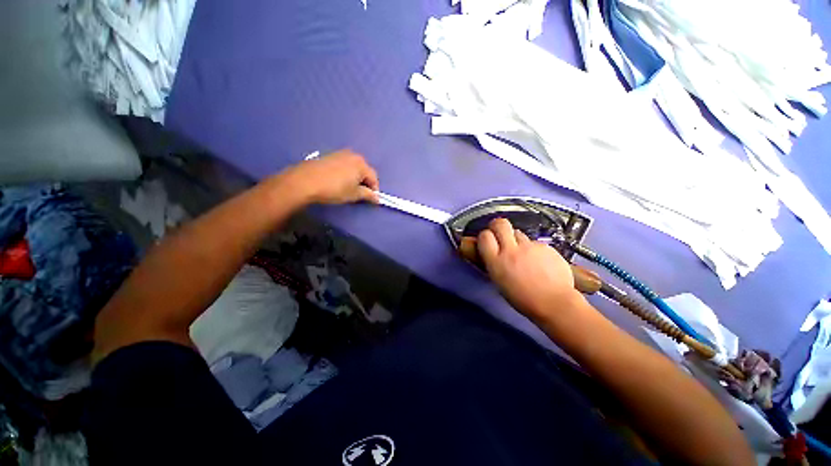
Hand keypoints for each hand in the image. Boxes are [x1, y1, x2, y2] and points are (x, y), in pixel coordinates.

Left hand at [280, 150, 379, 204]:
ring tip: (349, 188)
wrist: (305, 181)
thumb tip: (377, 197)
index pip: (374, 178)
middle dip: (365, 182)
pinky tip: (338, 182)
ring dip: (355, 178)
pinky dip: (346, 173)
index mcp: (362, 164)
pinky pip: (344, 165)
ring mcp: (340, 154)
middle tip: (360, 194)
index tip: (371, 200)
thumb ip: (368, 195)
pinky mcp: (329, 155)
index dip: (374, 190)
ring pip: (354, 167)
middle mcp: (353, 155)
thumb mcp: (354, 194)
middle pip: (365, 171)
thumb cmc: (334, 189)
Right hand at [477, 218, 584, 319]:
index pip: (484, 236)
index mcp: (497, 262)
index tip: (488, 240)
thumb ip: (495, 263)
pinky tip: (540, 262)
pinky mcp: (546, 246)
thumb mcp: (500, 282)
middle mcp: (511, 250)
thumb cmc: (523, 299)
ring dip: (517, 240)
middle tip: (500, 232)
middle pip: (500, 224)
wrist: (555, 303)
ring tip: (524, 254)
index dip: (485, 235)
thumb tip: (495, 253)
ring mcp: (530, 246)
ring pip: (518, 233)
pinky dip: (534, 249)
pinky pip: (534, 242)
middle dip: (498, 225)